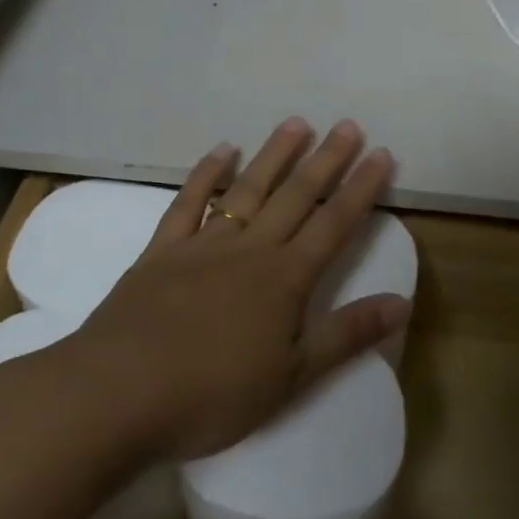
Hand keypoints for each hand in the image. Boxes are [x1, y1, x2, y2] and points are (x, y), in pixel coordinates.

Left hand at [66, 118, 406, 461]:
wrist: (116, 395)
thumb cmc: (212, 394)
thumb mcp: (292, 377)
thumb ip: (347, 335)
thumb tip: (402, 303)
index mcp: (285, 279)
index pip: (335, 224)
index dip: (361, 189)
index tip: (380, 154)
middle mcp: (250, 250)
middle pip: (296, 196)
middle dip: (326, 160)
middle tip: (347, 125)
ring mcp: (203, 245)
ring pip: (248, 189)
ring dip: (274, 155)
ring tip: (296, 123)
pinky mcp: (161, 252)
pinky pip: (188, 202)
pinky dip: (206, 174)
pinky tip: (222, 151)